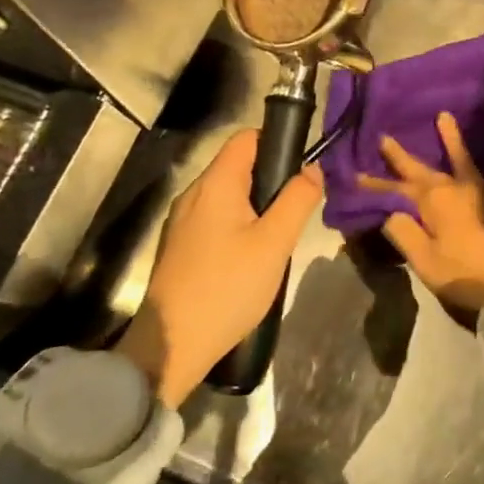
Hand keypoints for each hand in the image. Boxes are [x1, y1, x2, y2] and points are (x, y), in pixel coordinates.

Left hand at [116, 128, 323, 403]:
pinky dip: (240, 226)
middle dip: (272, 180)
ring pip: (230, 196)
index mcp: (215, 184)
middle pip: (239, 166)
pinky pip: (217, 219)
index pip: (247, 138)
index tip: (301, 170)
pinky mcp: (182, 247)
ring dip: (257, 207)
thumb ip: (297, 199)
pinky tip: (253, 258)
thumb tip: (312, 169)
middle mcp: (194, 194)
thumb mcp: (275, 243)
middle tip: (296, 211)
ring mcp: (183, 222)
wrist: (171, 345)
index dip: (277, 143)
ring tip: (278, 238)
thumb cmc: (228, 287)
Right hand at [359, 111, 483, 310]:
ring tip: (444, 115)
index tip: (356, 174)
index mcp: (433, 202)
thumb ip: (404, 234)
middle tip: (385, 137)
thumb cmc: (468, 272)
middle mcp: (456, 187)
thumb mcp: (426, 261)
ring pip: (464, 160)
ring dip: (453, 139)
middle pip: (424, 170)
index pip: (397, 190)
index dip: (376, 185)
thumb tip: (390, 212)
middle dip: (403, 157)